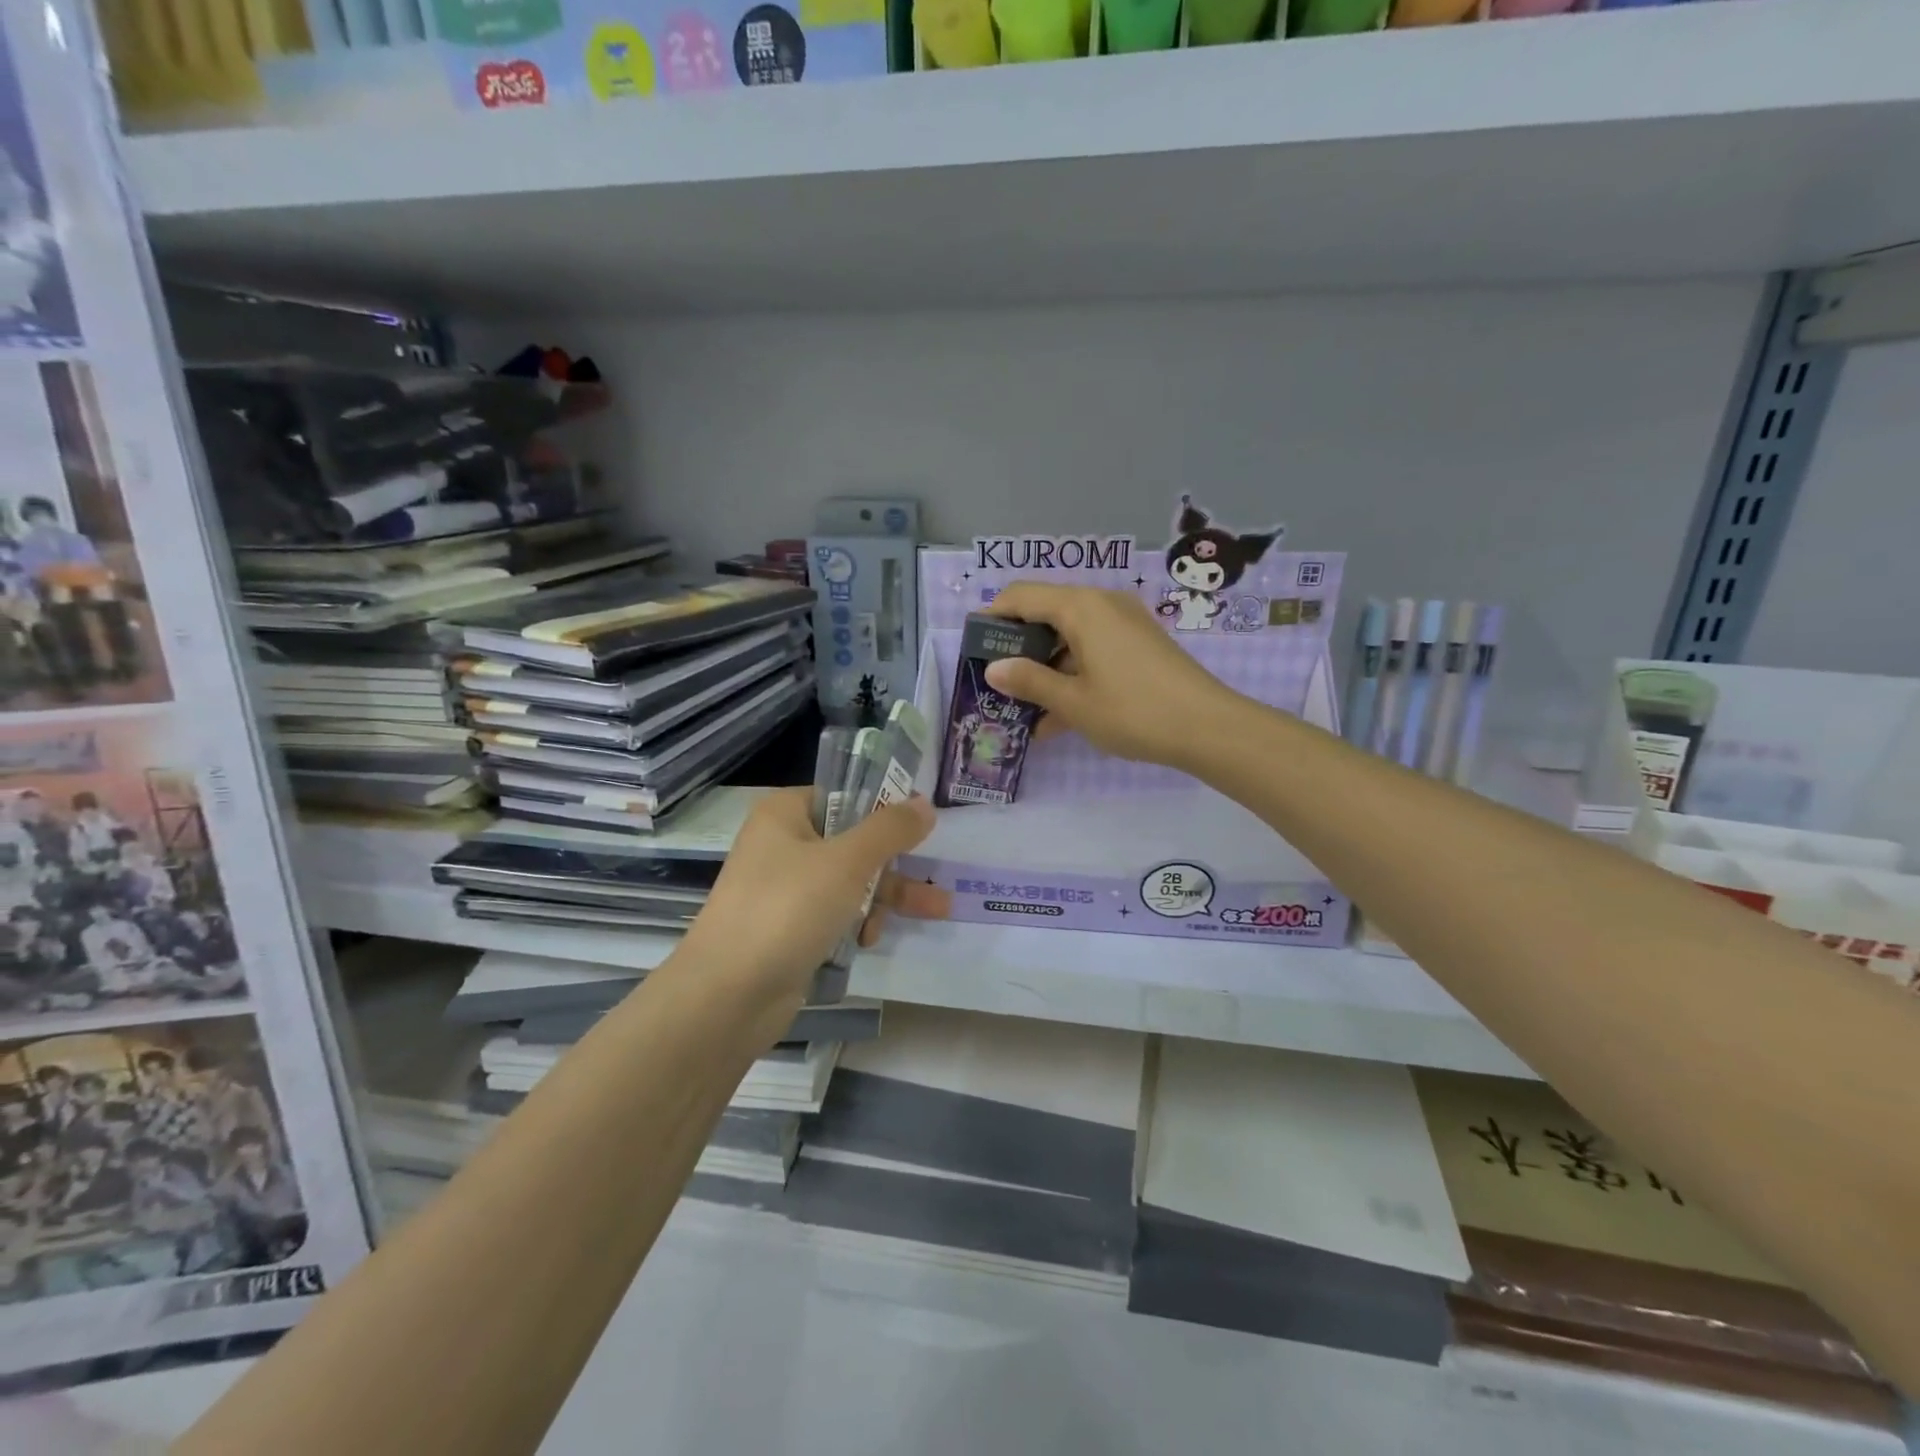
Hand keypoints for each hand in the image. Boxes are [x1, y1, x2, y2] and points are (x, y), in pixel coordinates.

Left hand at [679, 787, 933, 1021]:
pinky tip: (868, 940)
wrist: (728, 995)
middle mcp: (782, 845)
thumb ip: (890, 830)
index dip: (884, 807)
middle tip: (936, 873)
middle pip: (853, 842)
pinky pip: (834, 914)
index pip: (844, 796)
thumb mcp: (847, 862)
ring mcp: (784, 890)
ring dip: (885, 896)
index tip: (922, 824)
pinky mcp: (789, 929)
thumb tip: (925, 804)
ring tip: (935, 911)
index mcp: (785, 814)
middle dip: (895, 863)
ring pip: (849, 881)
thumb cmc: (787, 910)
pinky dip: (856, 922)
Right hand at [982, 582, 1239, 768]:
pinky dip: (1072, 674)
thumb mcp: (1072, 701)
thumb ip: (1029, 681)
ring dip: (1045, 668)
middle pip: (1045, 614)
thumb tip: (994, 669)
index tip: (973, 649)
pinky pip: (1093, 650)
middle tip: (997, 683)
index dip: (991, 618)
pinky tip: (1057, 718)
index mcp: (1080, 607)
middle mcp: (1101, 604)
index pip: (1020, 596)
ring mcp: (1124, 623)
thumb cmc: (1133, 711)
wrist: (1210, 727)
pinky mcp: (1139, 644)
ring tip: (1024, 709)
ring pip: (1069, 636)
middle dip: (1018, 648)